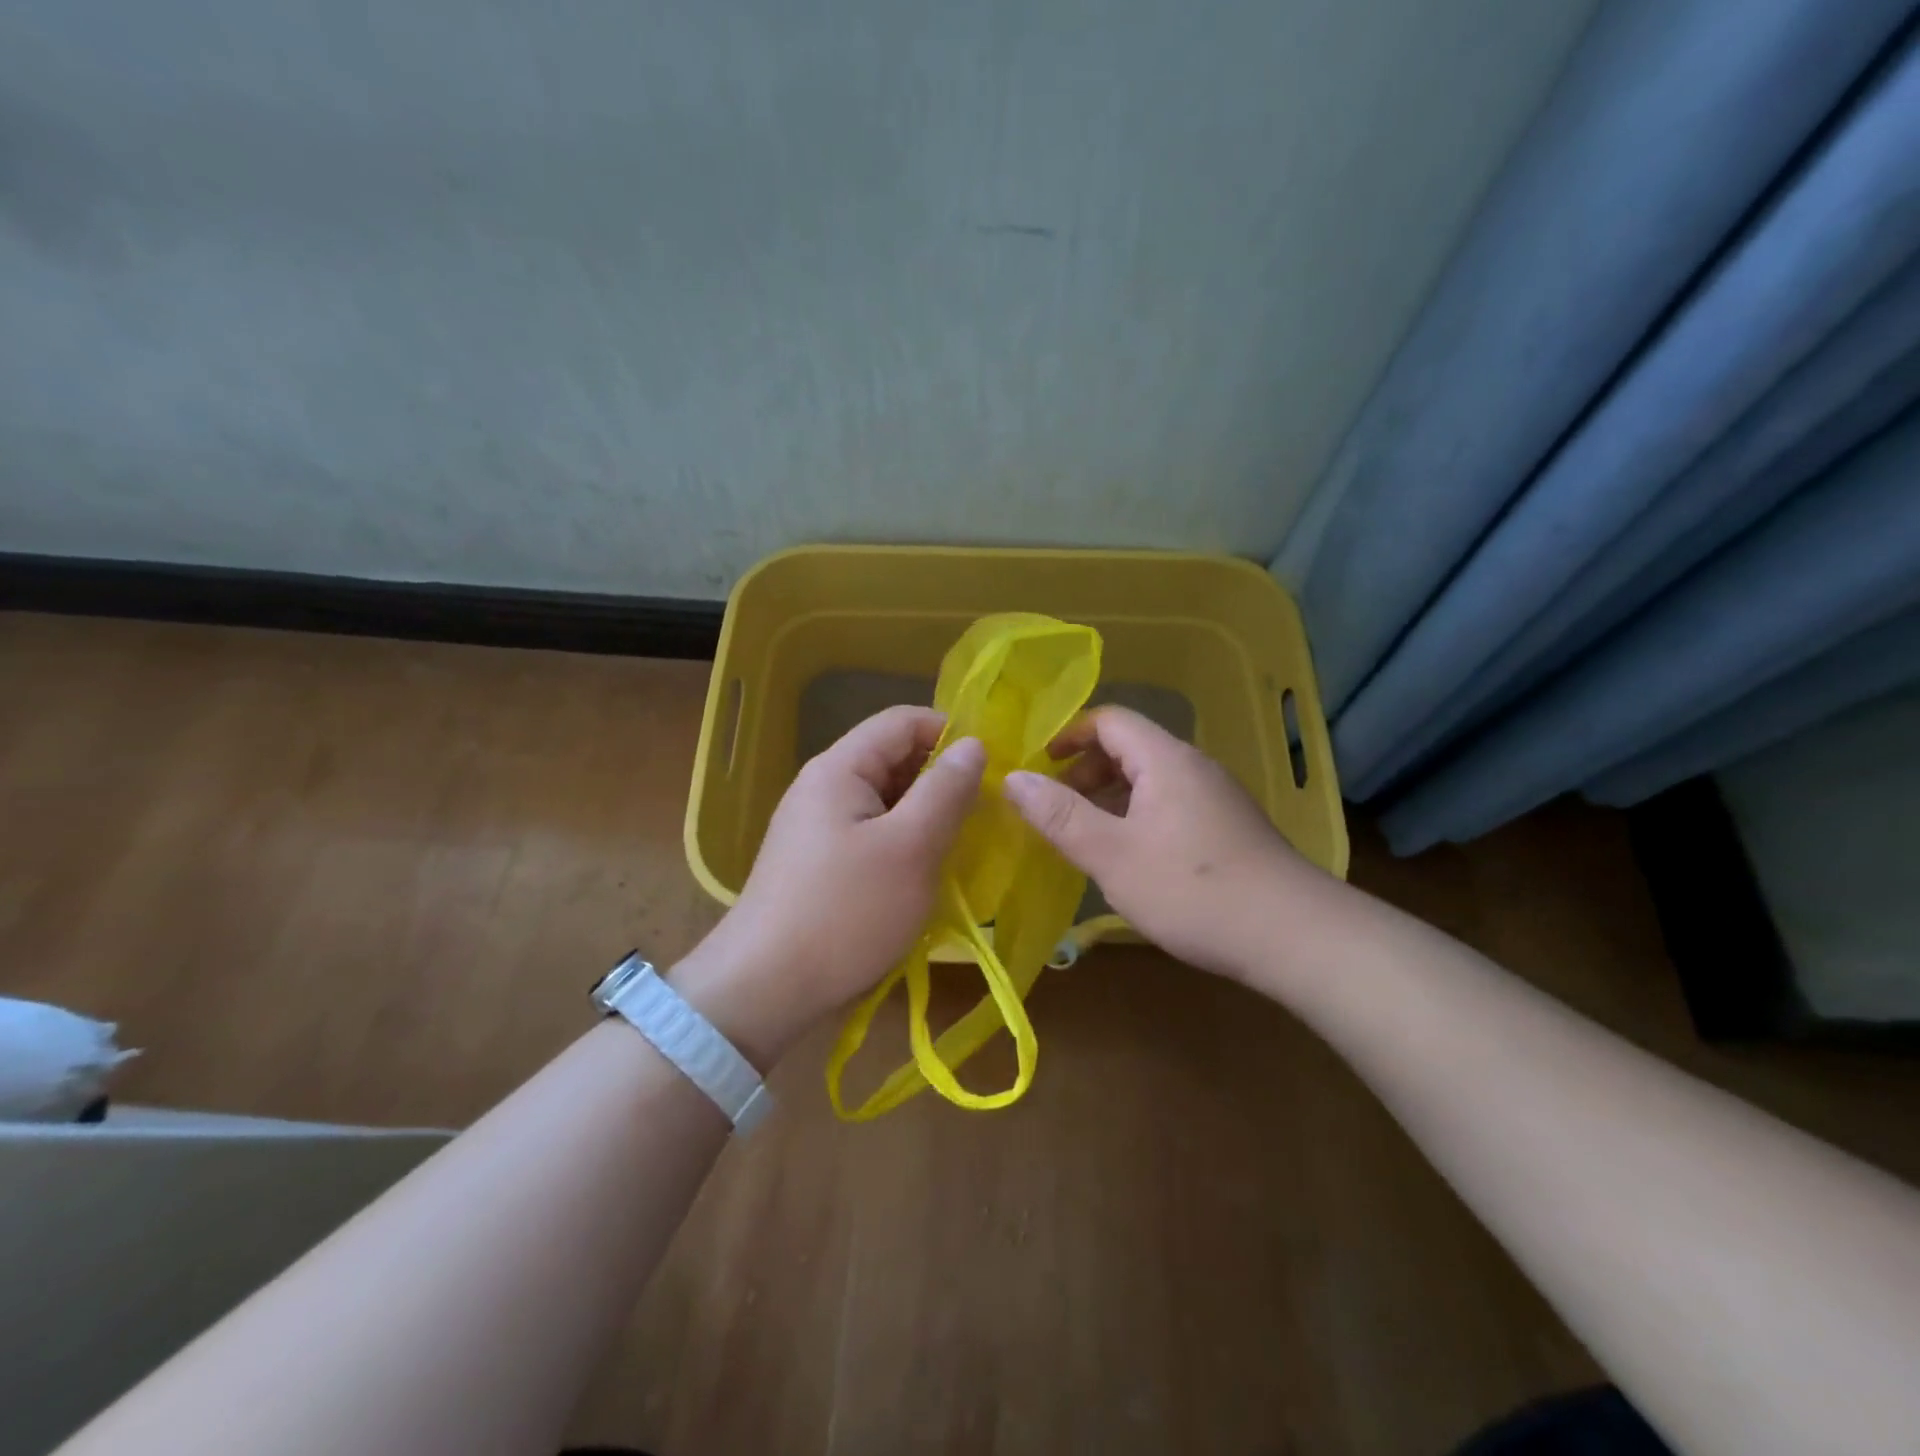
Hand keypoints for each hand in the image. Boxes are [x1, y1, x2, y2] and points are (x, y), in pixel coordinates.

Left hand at [672, 706, 985, 1067]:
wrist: (764, 990)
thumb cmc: (846, 912)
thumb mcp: (911, 847)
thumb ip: (946, 790)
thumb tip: (973, 745)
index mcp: (840, 767)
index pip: (903, 720)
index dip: (951, 732)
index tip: (993, 766)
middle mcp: (824, 786)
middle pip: (893, 758)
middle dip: (942, 777)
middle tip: (987, 811)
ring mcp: (818, 826)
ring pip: (885, 800)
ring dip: (926, 814)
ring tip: (965, 843)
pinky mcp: (819, 863)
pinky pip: (872, 833)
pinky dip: (904, 842)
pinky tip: (927, 871)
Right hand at [1000, 706, 1319, 977]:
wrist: (1294, 936)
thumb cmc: (1192, 889)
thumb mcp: (1111, 854)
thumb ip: (1059, 815)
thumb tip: (1013, 778)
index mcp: (1165, 760)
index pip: (1110, 720)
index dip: (1069, 735)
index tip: (1038, 765)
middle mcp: (1193, 767)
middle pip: (1130, 747)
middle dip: (1086, 771)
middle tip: (1054, 808)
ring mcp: (1216, 797)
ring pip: (1150, 780)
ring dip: (1110, 798)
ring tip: (1084, 836)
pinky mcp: (1228, 827)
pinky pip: (1170, 804)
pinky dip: (1137, 817)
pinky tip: (1130, 858)